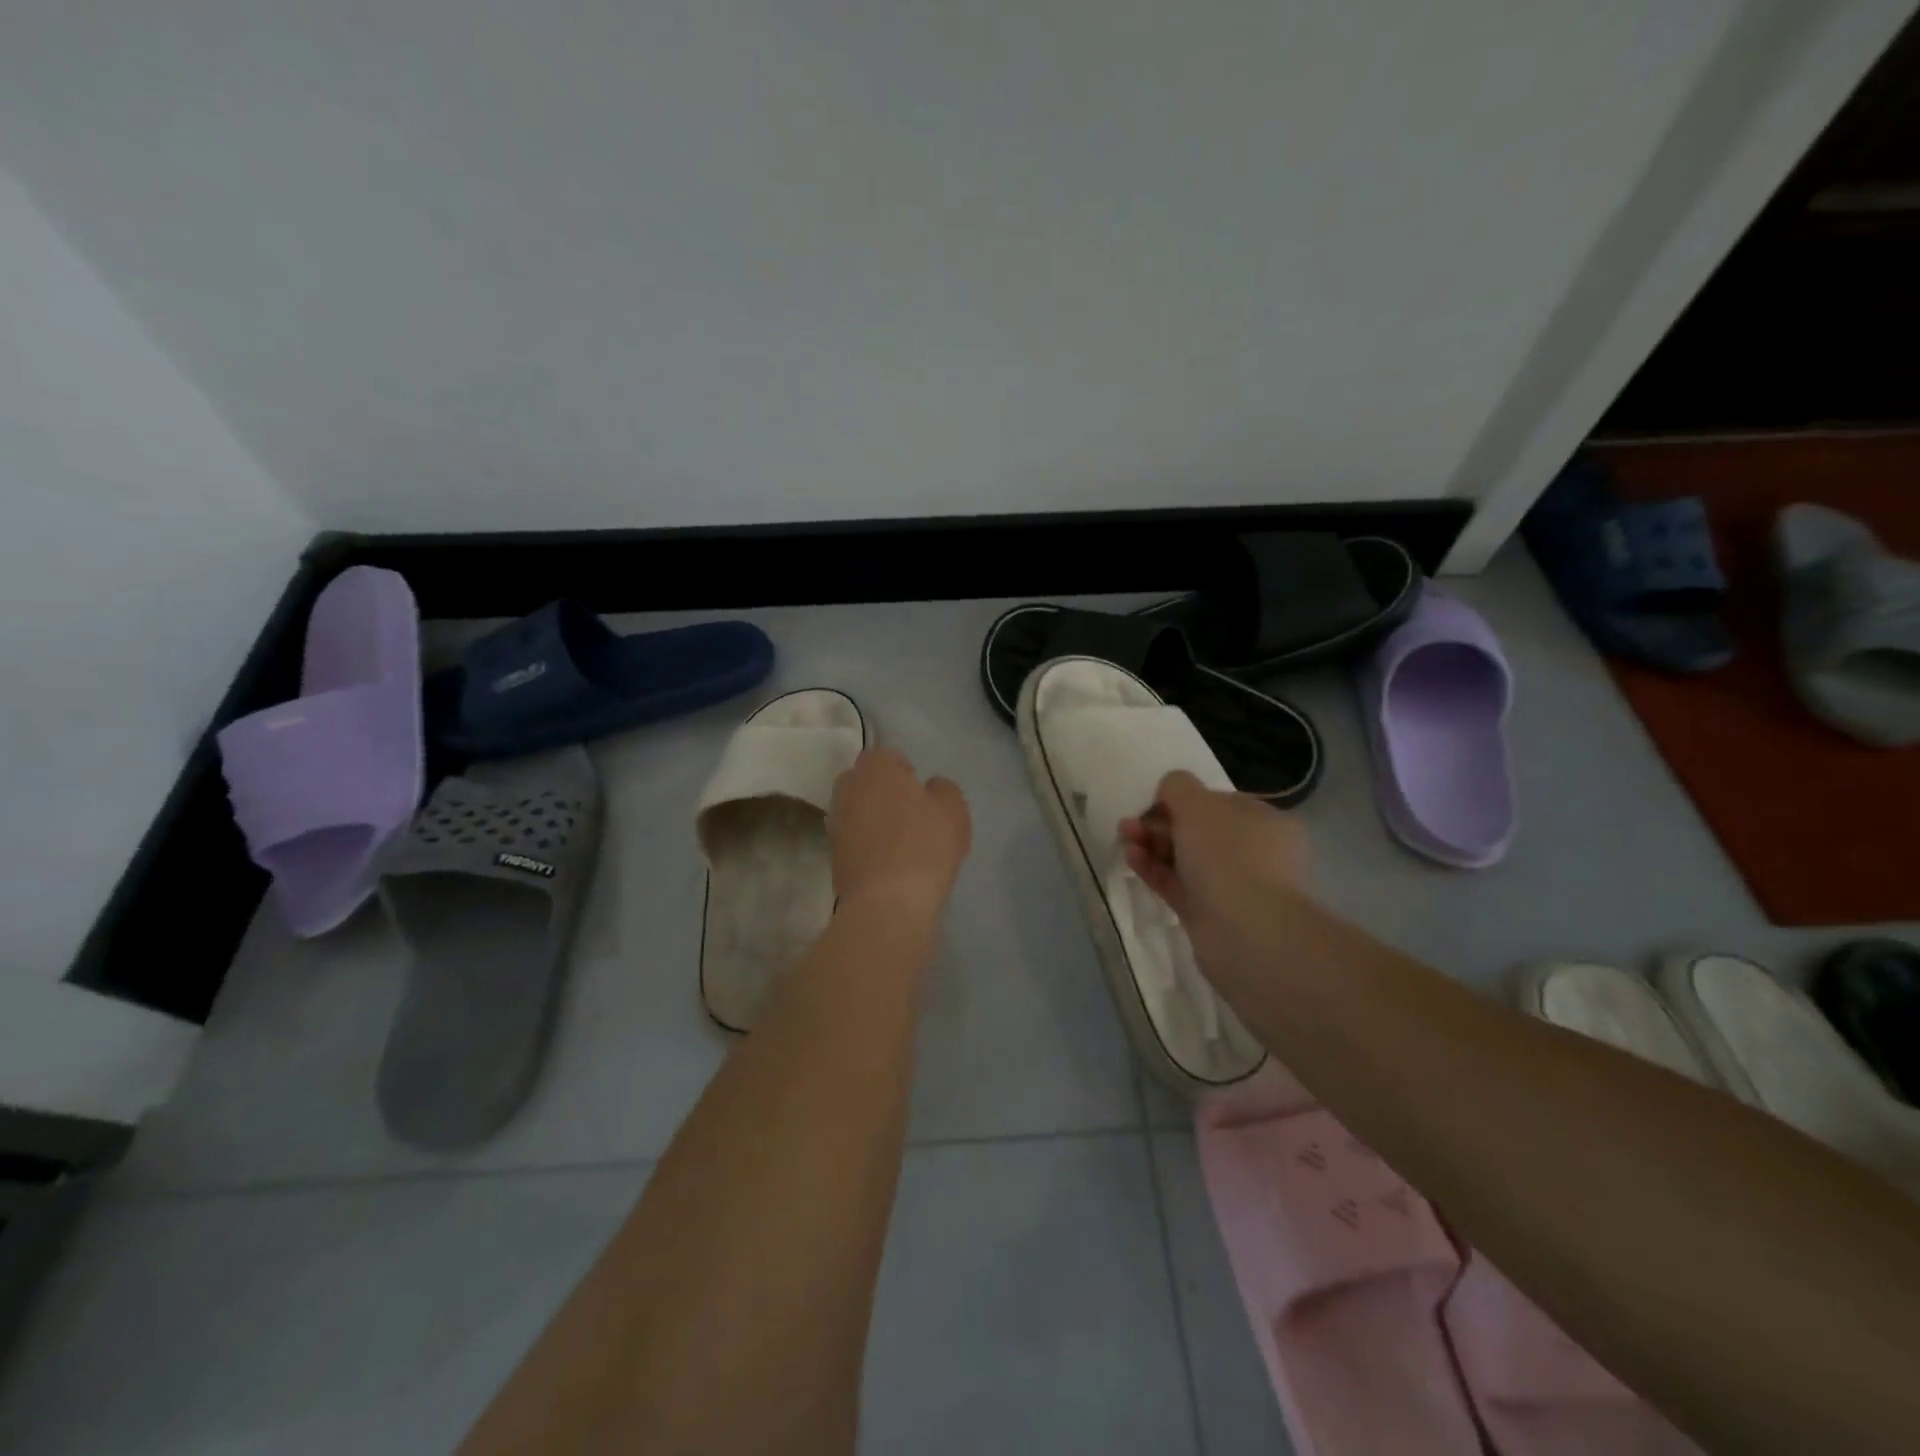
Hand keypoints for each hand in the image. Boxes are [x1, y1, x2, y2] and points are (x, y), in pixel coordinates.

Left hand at [829, 747, 971, 913]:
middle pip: (864, 782)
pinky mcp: (832, 857)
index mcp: (874, 769)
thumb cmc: (925, 845)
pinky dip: (867, 846)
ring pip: (856, 812)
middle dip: (882, 792)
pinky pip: (853, 840)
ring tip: (900, 842)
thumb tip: (929, 788)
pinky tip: (889, 864)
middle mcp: (847, 790)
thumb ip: (943, 789)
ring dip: (872, 820)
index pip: (885, 756)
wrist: (888, 902)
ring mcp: (835, 824)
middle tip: (910, 814)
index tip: (920, 792)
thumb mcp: (953, 809)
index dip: (904, 771)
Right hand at [1119, 770, 1306, 982]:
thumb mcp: (1199, 805)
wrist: (1247, 935)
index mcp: (1265, 822)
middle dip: (1162, 822)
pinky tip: (1131, 858)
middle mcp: (1255, 853)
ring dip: (1153, 845)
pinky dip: (1154, 870)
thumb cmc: (1229, 856)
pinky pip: (1178, 885)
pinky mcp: (1210, 915)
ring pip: (1186, 859)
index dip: (1184, 798)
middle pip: (1200, 831)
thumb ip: (1178, 787)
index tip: (1153, 800)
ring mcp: (1233, 887)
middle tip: (1131, 821)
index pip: (1220, 802)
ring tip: (1125, 837)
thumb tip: (1170, 788)